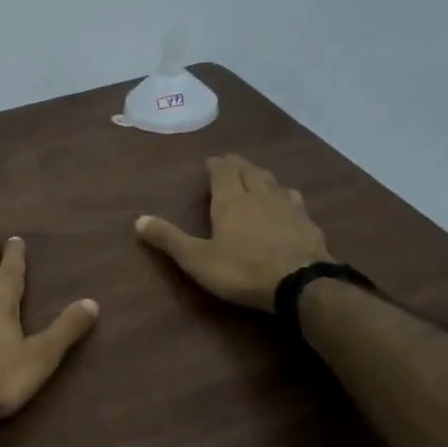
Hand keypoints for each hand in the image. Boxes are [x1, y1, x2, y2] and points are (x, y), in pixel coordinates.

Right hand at [136, 155, 332, 310]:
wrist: (301, 284)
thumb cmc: (242, 270)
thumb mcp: (197, 259)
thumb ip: (169, 239)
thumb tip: (138, 220)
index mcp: (231, 200)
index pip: (223, 170)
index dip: (216, 164)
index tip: (211, 161)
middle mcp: (260, 195)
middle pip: (250, 171)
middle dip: (239, 165)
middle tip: (231, 165)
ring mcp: (288, 207)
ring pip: (274, 182)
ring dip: (263, 177)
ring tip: (257, 179)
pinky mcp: (309, 224)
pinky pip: (295, 200)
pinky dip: (286, 196)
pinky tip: (288, 204)